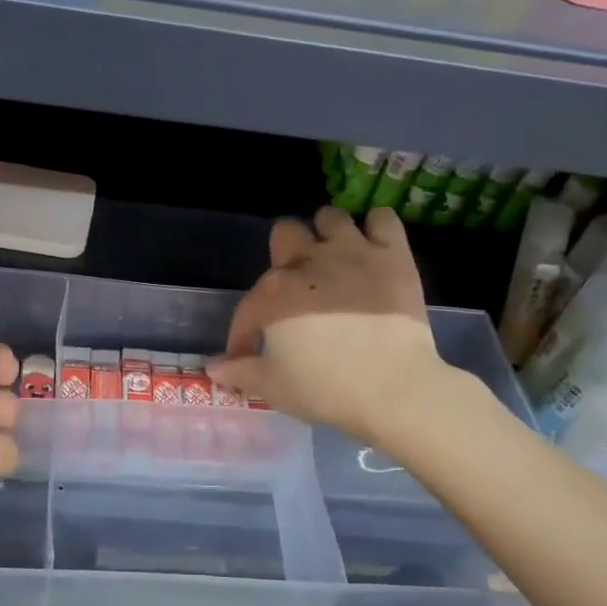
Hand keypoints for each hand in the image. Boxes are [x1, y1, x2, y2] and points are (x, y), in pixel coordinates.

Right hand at [210, 207, 449, 442]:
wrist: (392, 388)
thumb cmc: (324, 388)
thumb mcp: (271, 387)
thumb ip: (239, 372)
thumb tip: (214, 367)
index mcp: (273, 293)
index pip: (248, 308)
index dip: (245, 333)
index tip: (250, 354)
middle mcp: (307, 261)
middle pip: (285, 232)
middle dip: (287, 255)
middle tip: (298, 287)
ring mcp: (352, 252)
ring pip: (331, 217)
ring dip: (329, 236)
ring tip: (337, 261)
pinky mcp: (392, 254)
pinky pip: (382, 219)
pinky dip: (377, 230)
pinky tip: (375, 251)